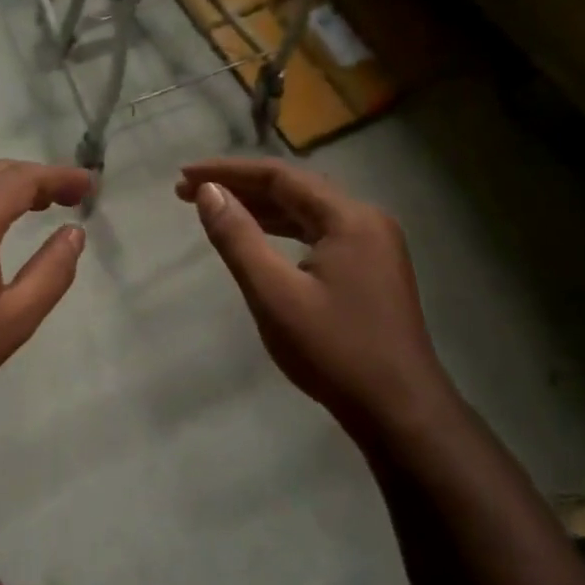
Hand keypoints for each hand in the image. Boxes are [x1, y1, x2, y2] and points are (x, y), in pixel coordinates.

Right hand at [177, 158, 451, 435]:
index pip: (279, 177)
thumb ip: (238, 238)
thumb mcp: (274, 294)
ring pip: (307, 213)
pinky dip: (283, 231)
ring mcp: (373, 246)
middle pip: (294, 190)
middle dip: (240, 188)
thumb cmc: (334, 350)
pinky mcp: (371, 270)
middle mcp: (366, 221)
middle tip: (189, 192)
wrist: (400, 411)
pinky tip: (258, 238)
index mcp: (349, 218)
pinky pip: (319, 235)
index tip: (184, 177)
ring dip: (260, 209)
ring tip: (214, 208)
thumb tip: (208, 193)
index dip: (228, 172)